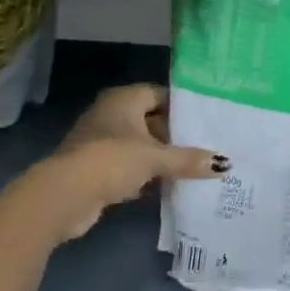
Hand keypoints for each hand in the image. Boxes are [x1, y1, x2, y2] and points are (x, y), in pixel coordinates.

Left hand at [29, 84, 226, 244]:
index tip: (206, 121)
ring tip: (192, 167)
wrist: (64, 196)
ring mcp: (100, 142)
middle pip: (151, 120)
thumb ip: (188, 160)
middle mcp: (111, 114)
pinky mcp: (95, 169)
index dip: (182, 107)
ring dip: (160, 158)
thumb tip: (225, 164)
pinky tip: (166, 187)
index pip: (160, 94)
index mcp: (124, 99)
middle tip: (205, 146)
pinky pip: (128, 167)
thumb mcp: (155, 158)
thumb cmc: (112, 160)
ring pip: (139, 146)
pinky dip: (144, 176)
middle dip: (174, 136)